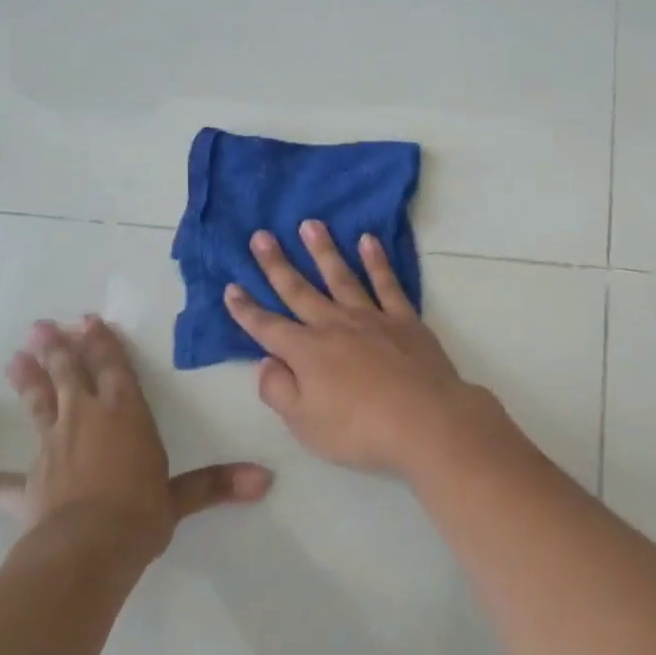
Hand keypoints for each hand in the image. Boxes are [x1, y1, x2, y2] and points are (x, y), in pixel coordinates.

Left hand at [0, 315, 271, 575]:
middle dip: (59, 349)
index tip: (88, 320)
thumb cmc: (140, 512)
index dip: (103, 344)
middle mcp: (86, 421)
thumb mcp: (182, 497)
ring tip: (15, 356)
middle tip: (42, 326)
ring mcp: (51, 451)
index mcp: (126, 415)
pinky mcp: (24, 488)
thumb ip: (218, 484)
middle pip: (70, 376)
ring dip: (28, 381)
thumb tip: (266, 479)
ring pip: (39, 406)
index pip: (115, 369)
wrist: (88, 551)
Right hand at [224, 221, 517, 480]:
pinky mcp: (403, 318)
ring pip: (341, 276)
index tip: (231, 287)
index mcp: (306, 352)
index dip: (246, 310)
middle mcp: (334, 325)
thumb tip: (266, 361)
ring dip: (323, 250)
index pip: (267, 327)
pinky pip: (386, 283)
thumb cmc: (359, 429)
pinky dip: (376, 261)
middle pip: (299, 290)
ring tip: (310, 224)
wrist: (425, 419)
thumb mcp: (304, 423)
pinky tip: (368, 241)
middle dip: (276, 264)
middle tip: (261, 236)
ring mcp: (371, 317)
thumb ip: (279, 390)